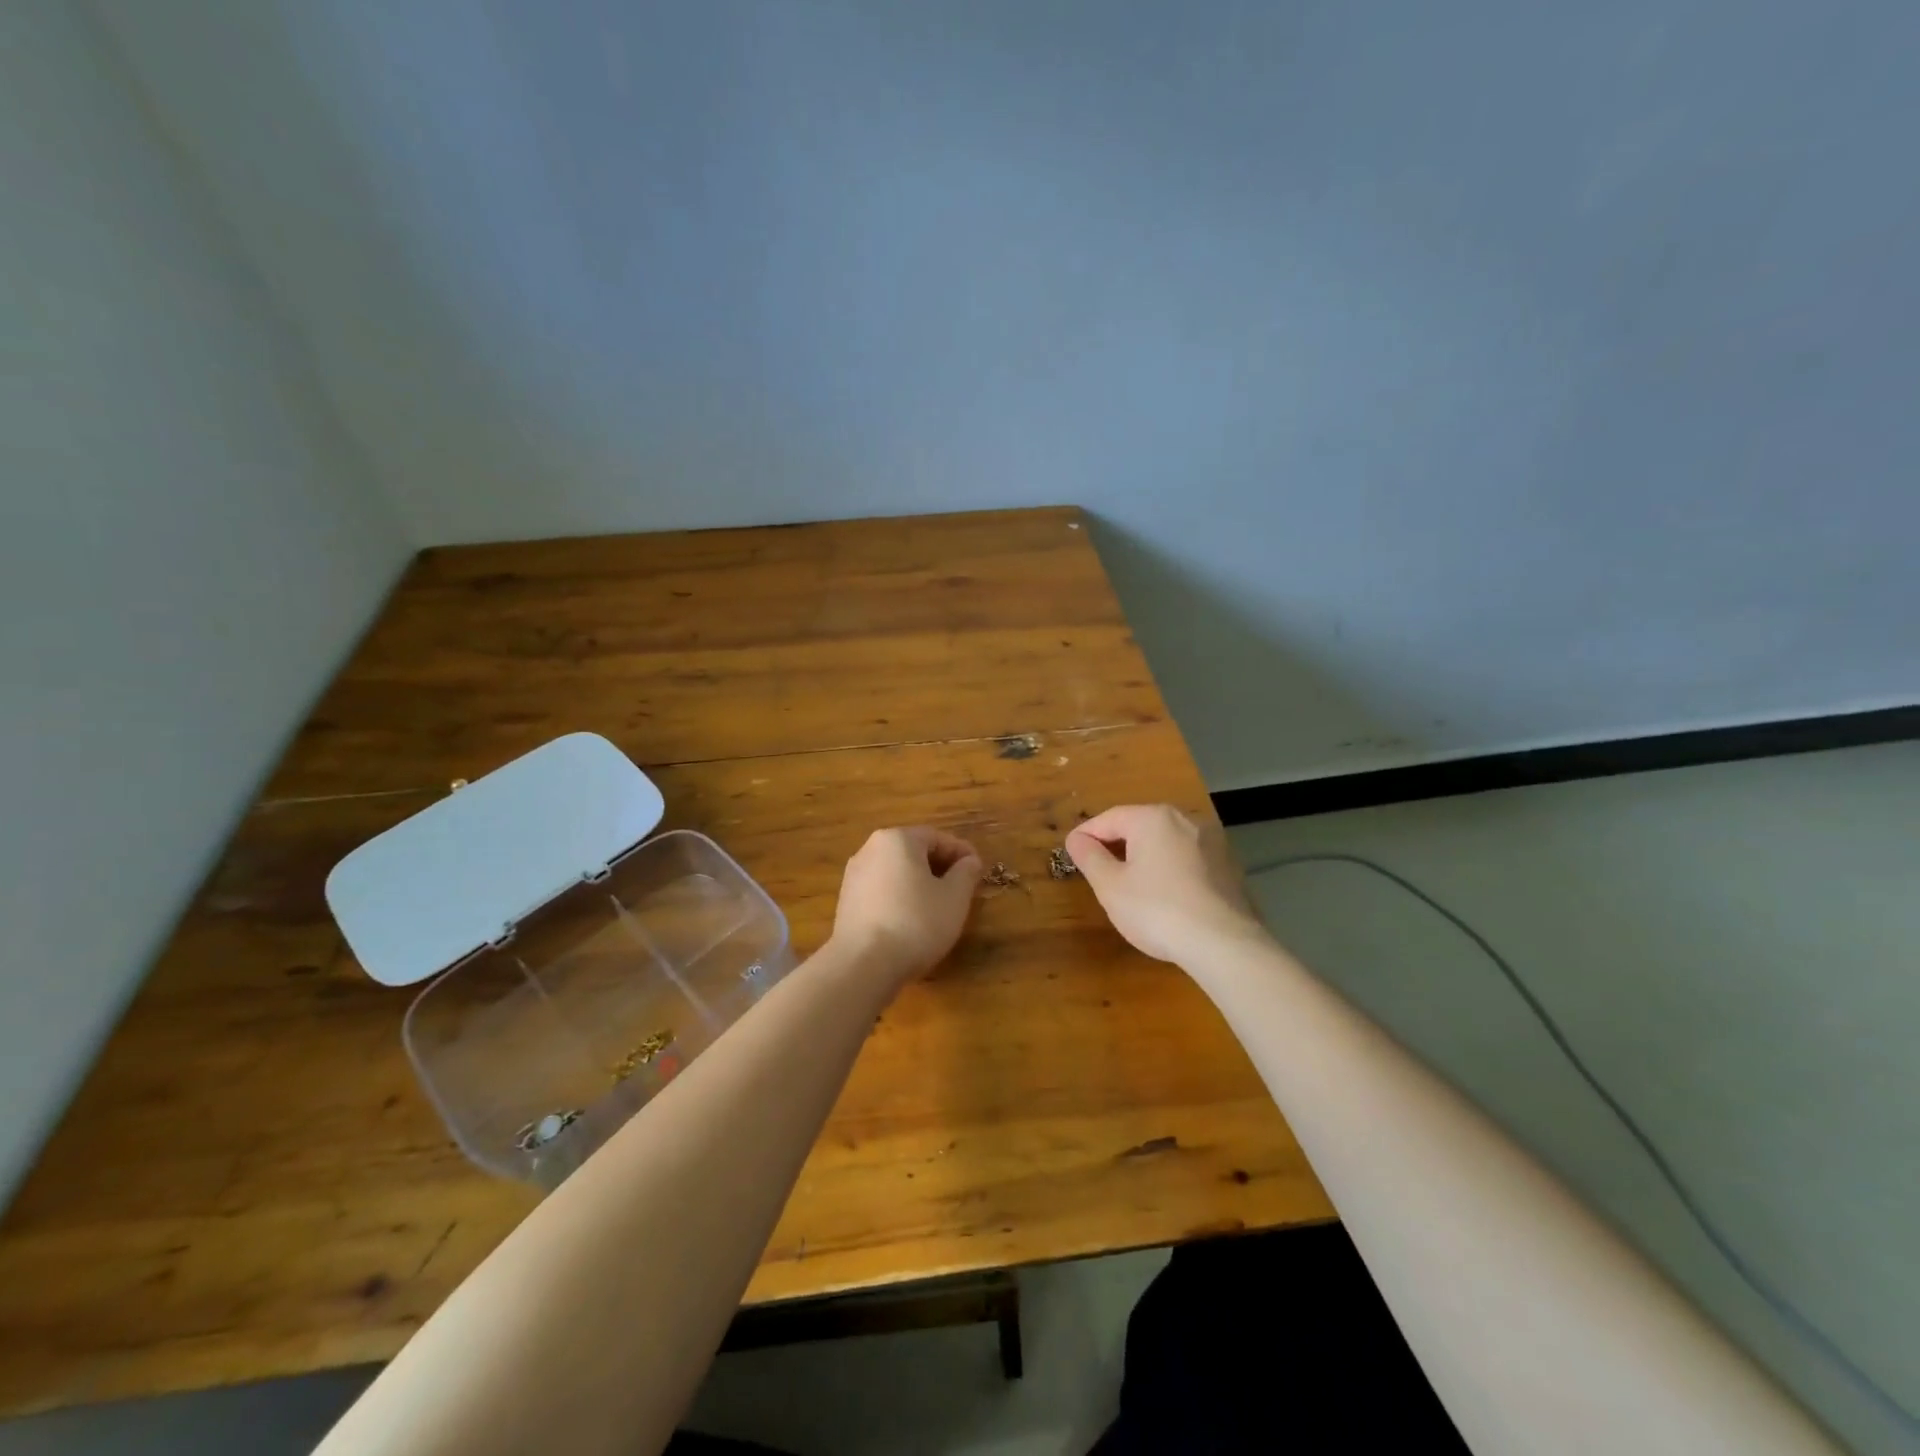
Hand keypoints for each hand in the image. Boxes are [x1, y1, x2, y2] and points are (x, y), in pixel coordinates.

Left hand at [829, 827, 982, 980]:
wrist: (863, 965)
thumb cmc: (916, 922)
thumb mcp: (954, 897)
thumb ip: (966, 873)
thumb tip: (969, 861)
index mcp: (897, 839)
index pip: (936, 837)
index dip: (961, 852)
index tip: (978, 869)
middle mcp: (870, 849)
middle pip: (913, 851)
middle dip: (939, 866)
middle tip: (961, 887)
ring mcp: (854, 875)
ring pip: (896, 871)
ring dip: (919, 882)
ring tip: (938, 906)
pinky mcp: (846, 901)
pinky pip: (881, 889)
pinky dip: (899, 896)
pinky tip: (911, 919)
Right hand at [1066, 804, 1267, 964]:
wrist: (1224, 945)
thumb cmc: (1157, 910)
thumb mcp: (1110, 886)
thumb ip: (1089, 857)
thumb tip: (1077, 839)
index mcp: (1153, 818)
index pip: (1109, 818)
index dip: (1086, 835)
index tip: (1071, 852)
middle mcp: (1186, 820)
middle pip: (1139, 827)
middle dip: (1116, 845)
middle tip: (1097, 870)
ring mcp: (1213, 842)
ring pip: (1165, 843)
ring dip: (1144, 858)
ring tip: (1129, 885)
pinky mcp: (1229, 867)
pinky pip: (1188, 861)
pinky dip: (1170, 871)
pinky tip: (1164, 897)